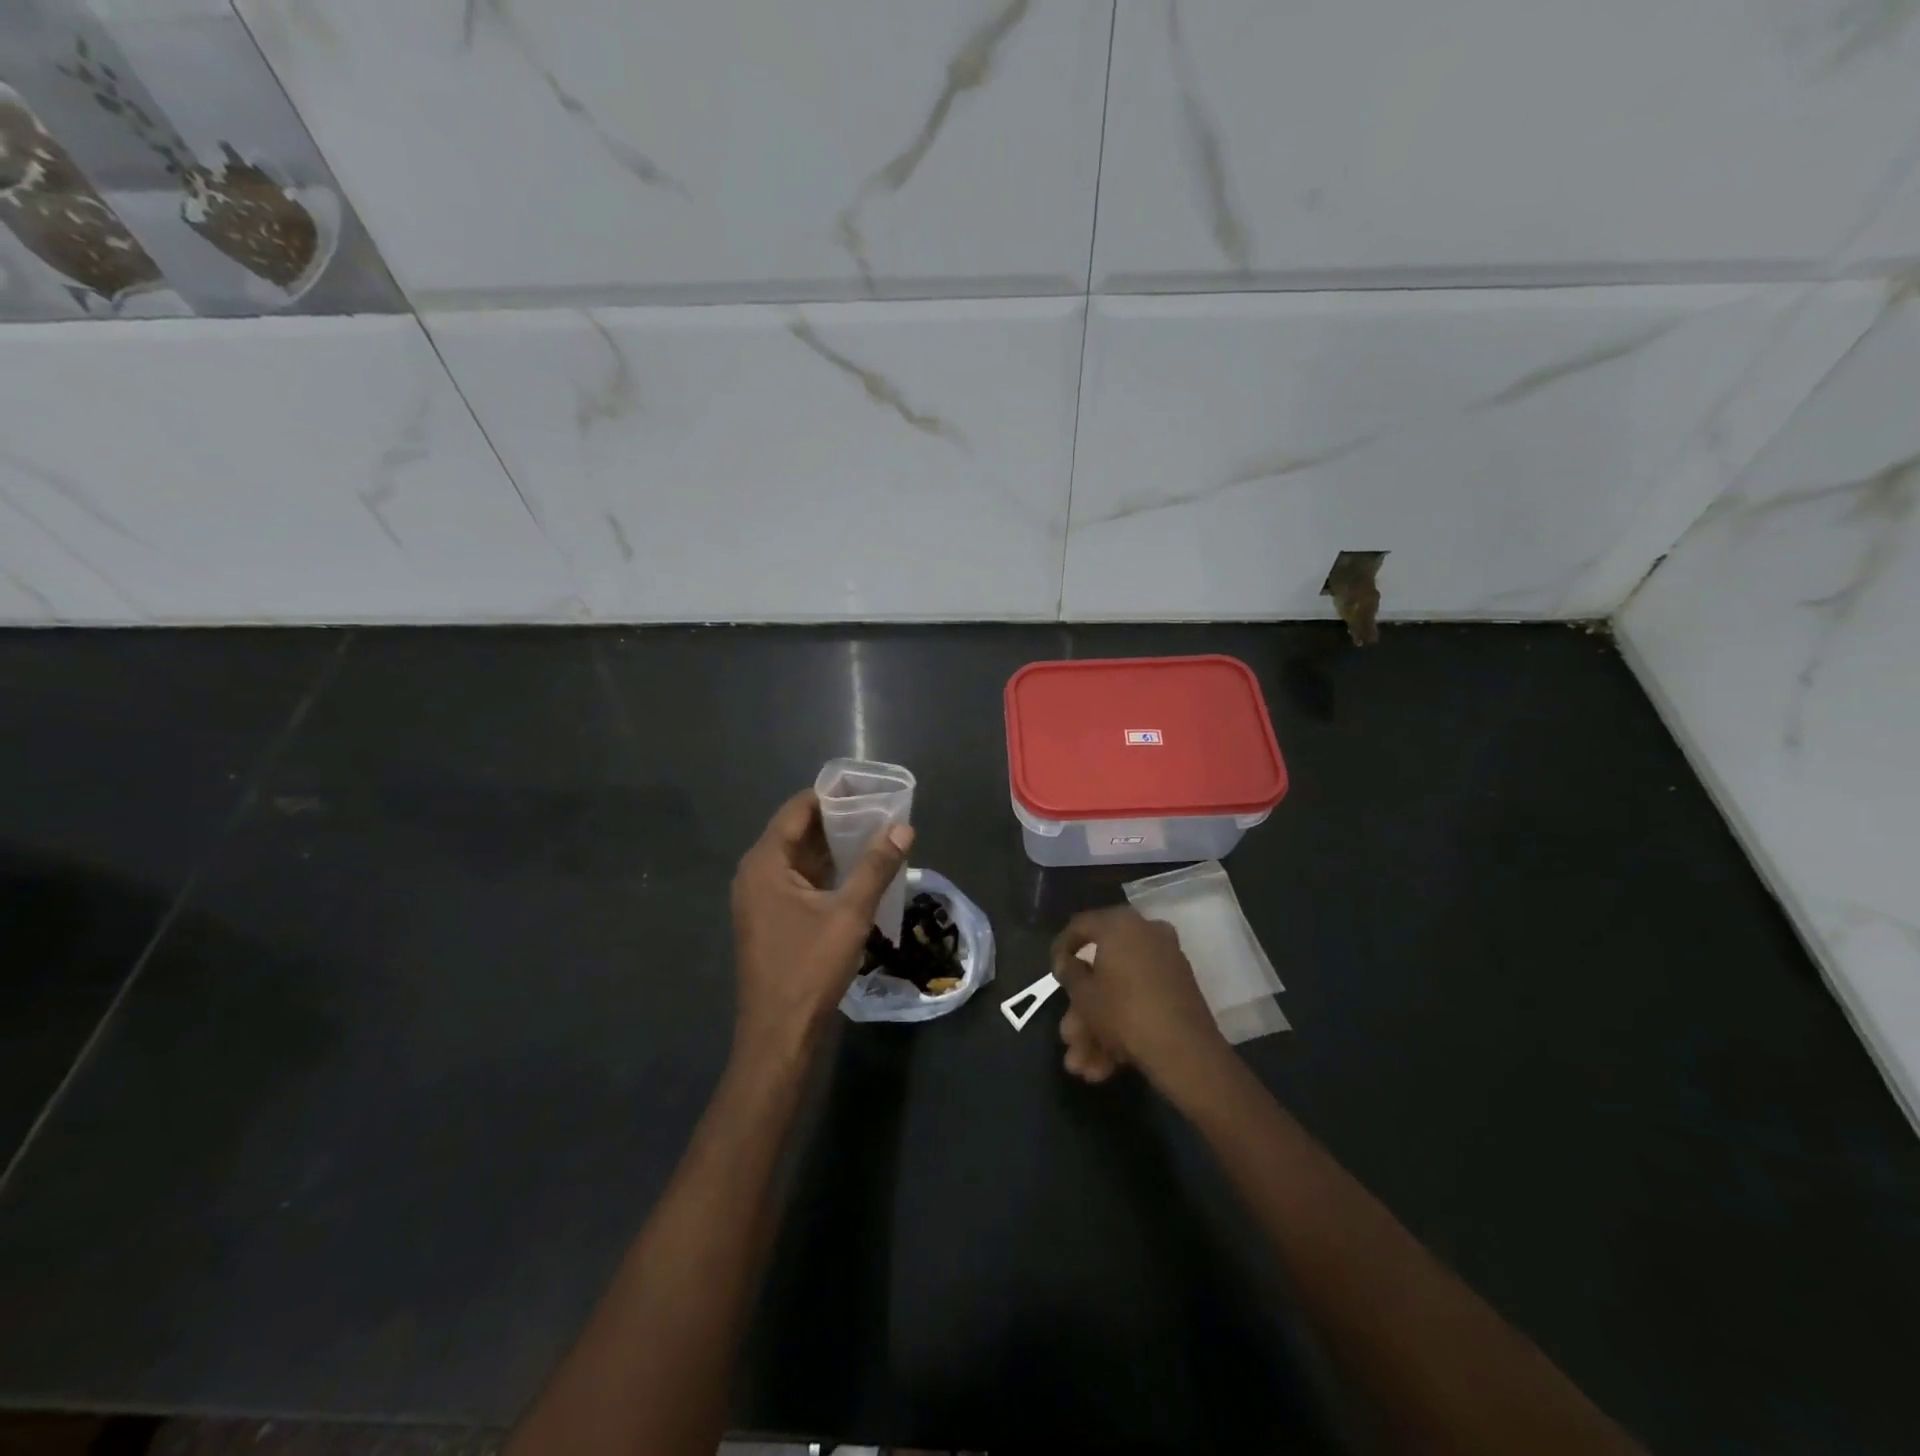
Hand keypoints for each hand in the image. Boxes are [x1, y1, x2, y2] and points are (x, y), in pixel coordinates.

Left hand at [730, 788, 912, 1059]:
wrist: (780, 1034)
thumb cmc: (809, 968)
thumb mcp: (850, 914)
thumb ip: (876, 866)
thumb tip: (903, 827)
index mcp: (765, 863)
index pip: (798, 809)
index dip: (832, 794)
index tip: (868, 786)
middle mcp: (757, 874)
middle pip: (798, 831)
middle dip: (838, 818)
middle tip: (880, 808)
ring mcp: (762, 899)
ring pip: (801, 857)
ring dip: (835, 846)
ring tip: (877, 833)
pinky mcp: (772, 919)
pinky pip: (800, 880)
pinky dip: (827, 871)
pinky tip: (860, 871)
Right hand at [1052, 907, 1228, 1098]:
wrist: (1185, 1051)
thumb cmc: (1123, 1012)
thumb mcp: (1083, 994)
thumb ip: (1069, 972)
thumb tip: (1068, 961)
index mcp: (1120, 924)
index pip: (1080, 926)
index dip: (1061, 949)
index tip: (1053, 973)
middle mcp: (1146, 933)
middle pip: (1102, 968)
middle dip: (1082, 1010)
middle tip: (1068, 1036)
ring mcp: (1166, 961)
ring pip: (1121, 991)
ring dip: (1098, 1028)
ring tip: (1083, 1067)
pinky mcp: (1180, 989)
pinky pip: (1142, 1000)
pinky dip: (1123, 1027)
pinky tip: (1106, 1065)